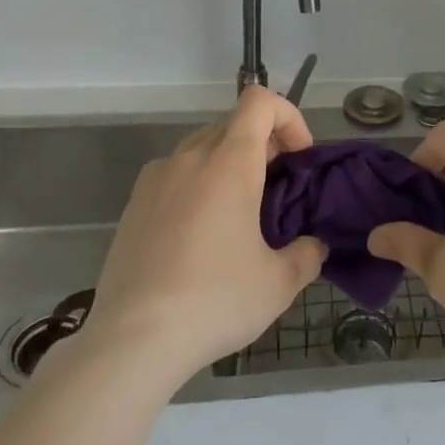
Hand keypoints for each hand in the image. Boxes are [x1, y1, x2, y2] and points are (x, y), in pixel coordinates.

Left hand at [82, 87, 325, 390]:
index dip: (288, 116)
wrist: (131, 343)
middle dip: (264, 145)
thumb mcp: (278, 284)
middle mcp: (190, 157)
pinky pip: (175, 175)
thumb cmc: (214, 301)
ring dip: (229, 165)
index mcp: (229, 162)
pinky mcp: (133, 206)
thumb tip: (313, 247)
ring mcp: (156, 179)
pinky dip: (197, 186)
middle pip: (233, 124)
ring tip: (238, 214)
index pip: (259, 101)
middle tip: (277, 190)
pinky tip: (199, 236)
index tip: (299, 156)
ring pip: (202, 149)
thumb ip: (307, 255)